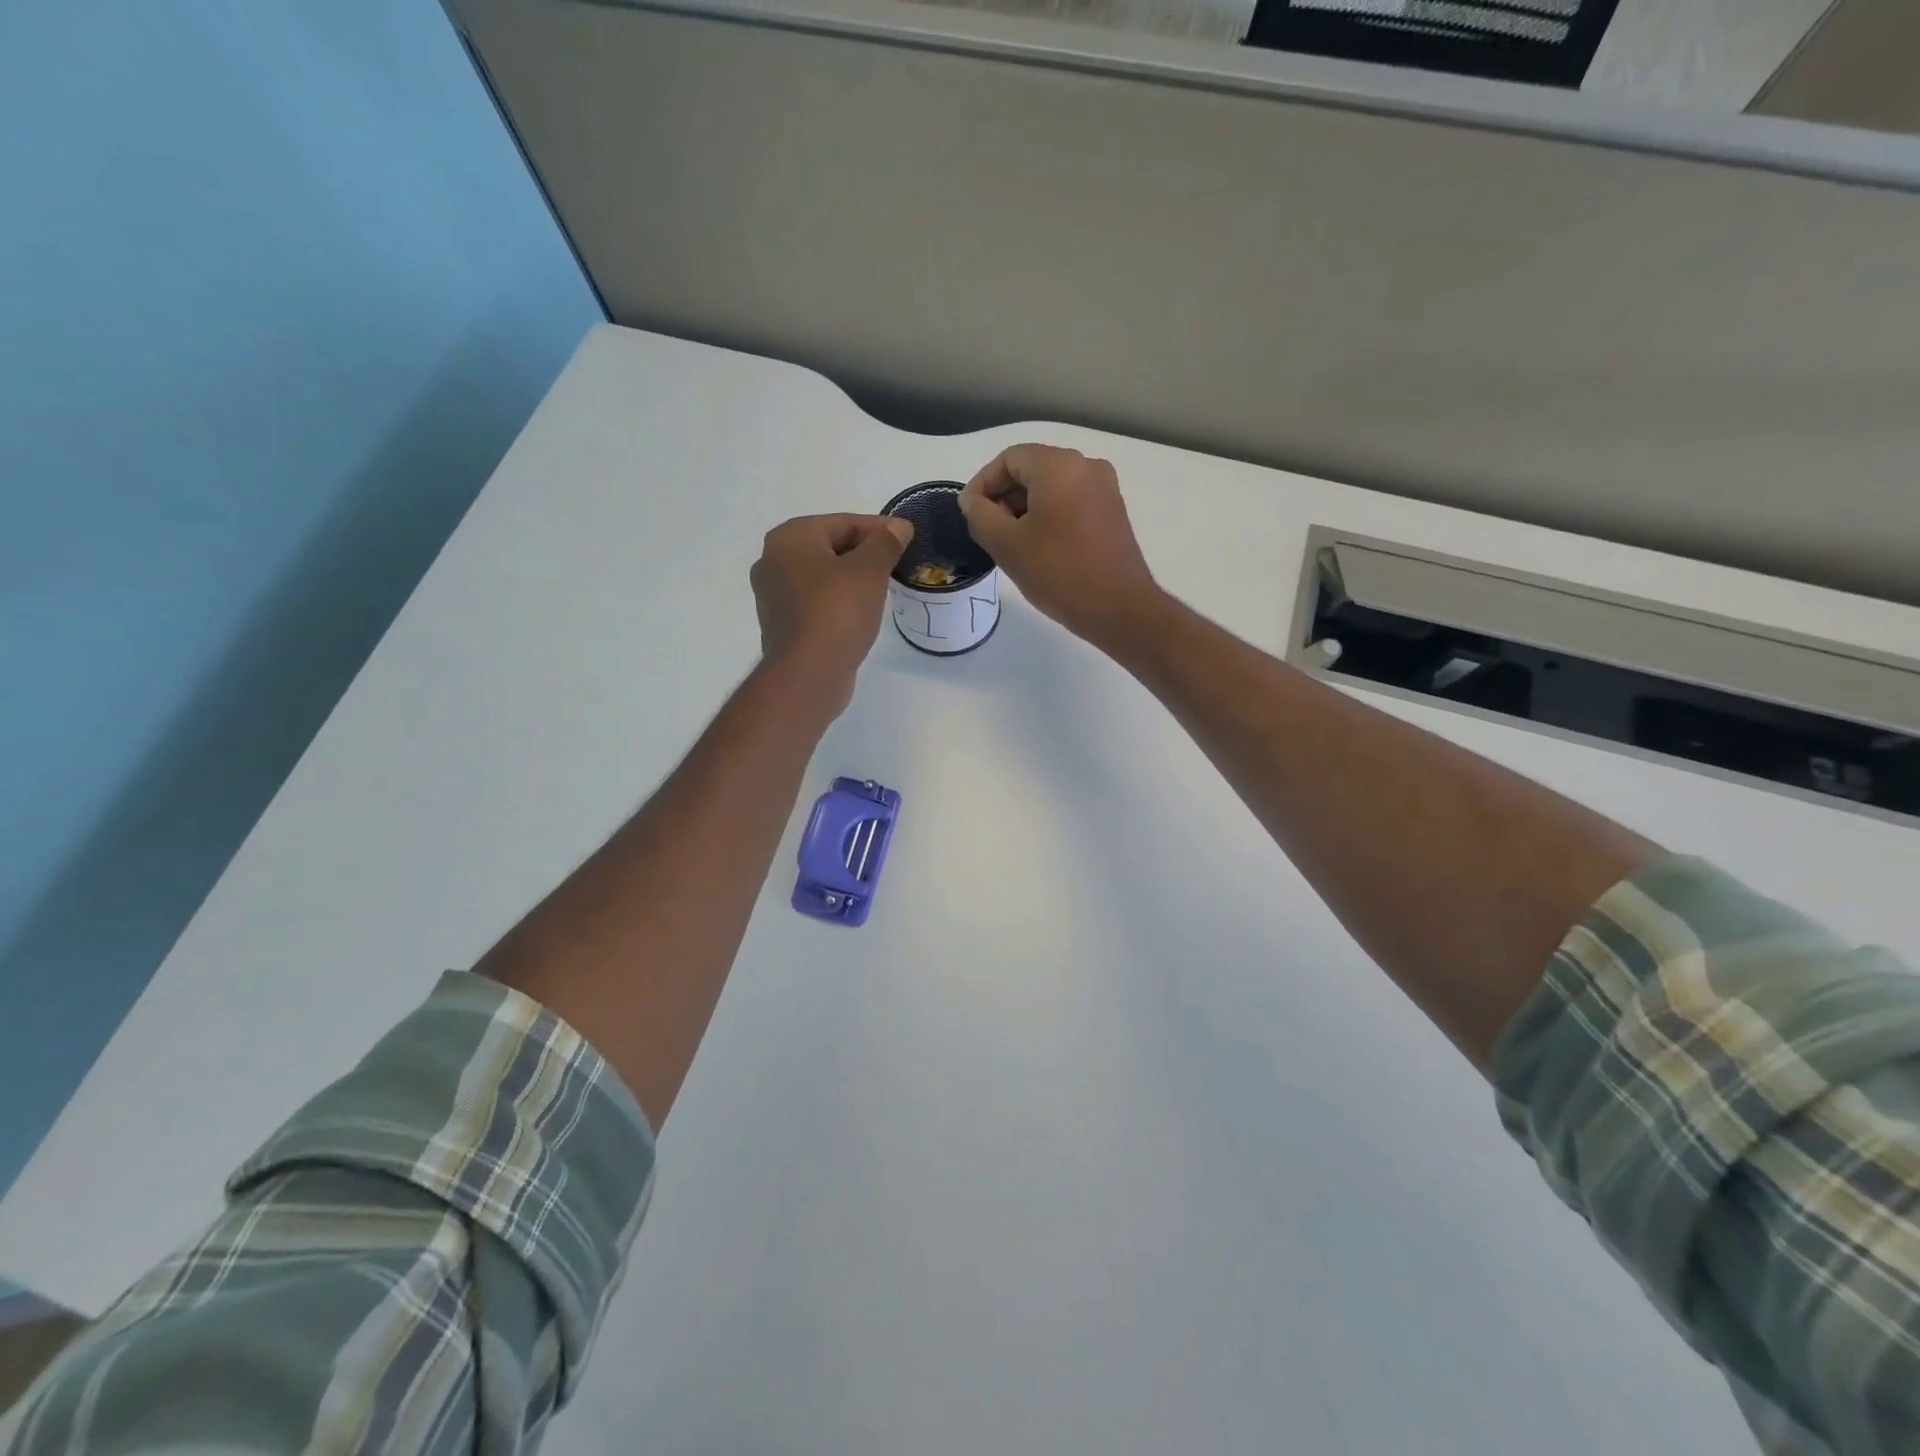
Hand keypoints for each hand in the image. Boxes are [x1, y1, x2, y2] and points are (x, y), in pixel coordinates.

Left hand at [751, 513, 912, 702]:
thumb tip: (899, 526)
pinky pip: (816, 602)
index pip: (842, 522)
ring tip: (883, 589)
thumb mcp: (869, 570)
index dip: (879, 529)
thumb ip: (885, 543)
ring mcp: (774, 595)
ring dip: (852, 579)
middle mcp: (773, 561)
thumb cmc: (837, 612)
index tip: (907, 539)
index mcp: (789, 538)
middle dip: (864, 553)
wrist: (808, 674)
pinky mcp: (783, 624)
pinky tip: (860, 613)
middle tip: (897, 564)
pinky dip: (838, 602)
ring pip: (823, 576)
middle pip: (830, 547)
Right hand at [960, 444, 1163, 650]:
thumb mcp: (1006, 545)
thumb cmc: (1059, 573)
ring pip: (1051, 486)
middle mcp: (1086, 466)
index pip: (1009, 459)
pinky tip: (1038, 548)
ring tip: (1011, 544)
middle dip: (1004, 497)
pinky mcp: (1112, 512)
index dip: (982, 484)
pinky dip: (1048, 516)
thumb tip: (973, 501)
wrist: (1119, 609)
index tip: (970, 515)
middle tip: (988, 532)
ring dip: (1024, 508)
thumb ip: (980, 515)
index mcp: (1060, 466)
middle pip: (1031, 468)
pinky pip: (1070, 501)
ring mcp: (1104, 489)